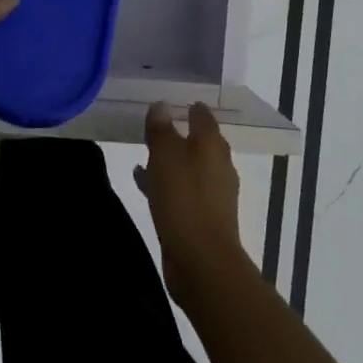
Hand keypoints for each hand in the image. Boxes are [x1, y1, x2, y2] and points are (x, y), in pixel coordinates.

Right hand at [136, 101, 248, 302]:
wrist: (202, 261)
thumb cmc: (183, 199)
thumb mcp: (165, 156)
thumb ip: (161, 129)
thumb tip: (162, 104)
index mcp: (212, 145)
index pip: (203, 115)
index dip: (188, 106)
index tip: (169, 101)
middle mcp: (218, 165)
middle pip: (199, 141)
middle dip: (178, 133)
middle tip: (153, 126)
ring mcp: (213, 193)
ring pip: (189, 167)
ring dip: (170, 160)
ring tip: (144, 154)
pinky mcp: (203, 217)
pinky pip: (182, 190)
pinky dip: (167, 182)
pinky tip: (144, 183)